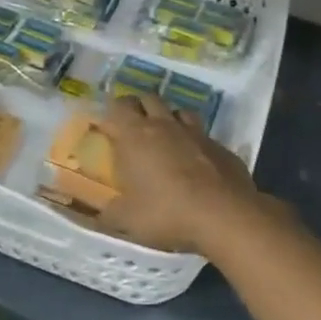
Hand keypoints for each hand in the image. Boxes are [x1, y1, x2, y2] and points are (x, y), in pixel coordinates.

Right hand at [96, 93, 279, 256]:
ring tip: (165, 138)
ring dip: (169, 118)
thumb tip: (95, 217)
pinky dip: (194, 142)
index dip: (112, 112)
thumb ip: (108, 215)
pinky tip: (195, 162)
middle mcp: (164, 125)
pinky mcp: (220, 146)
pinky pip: (202, 134)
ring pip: (178, 111)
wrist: (225, 216)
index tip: (109, 126)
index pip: (118, 106)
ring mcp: (196, 132)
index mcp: (135, 135)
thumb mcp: (127, 221)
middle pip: (148, 98)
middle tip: (134, 128)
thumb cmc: (166, 213)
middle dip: (139, 107)